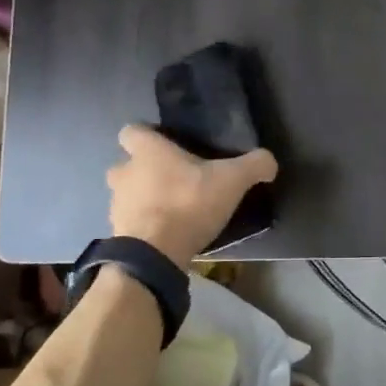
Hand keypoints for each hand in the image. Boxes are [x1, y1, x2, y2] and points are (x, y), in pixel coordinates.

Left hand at [106, 125, 276, 267]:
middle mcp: (124, 172)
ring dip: (144, 198)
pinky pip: (131, 222)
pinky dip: (145, 225)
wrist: (154, 254)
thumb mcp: (232, 181)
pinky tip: (167, 233)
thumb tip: (269, 161)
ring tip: (173, 209)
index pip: (131, 131)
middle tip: (174, 179)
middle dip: (145, 170)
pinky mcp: (118, 233)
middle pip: (127, 164)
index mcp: (147, 151)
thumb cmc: (188, 203)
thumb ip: (254, 165)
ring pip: (127, 193)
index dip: (147, 136)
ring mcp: (116, 204)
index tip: (167, 145)